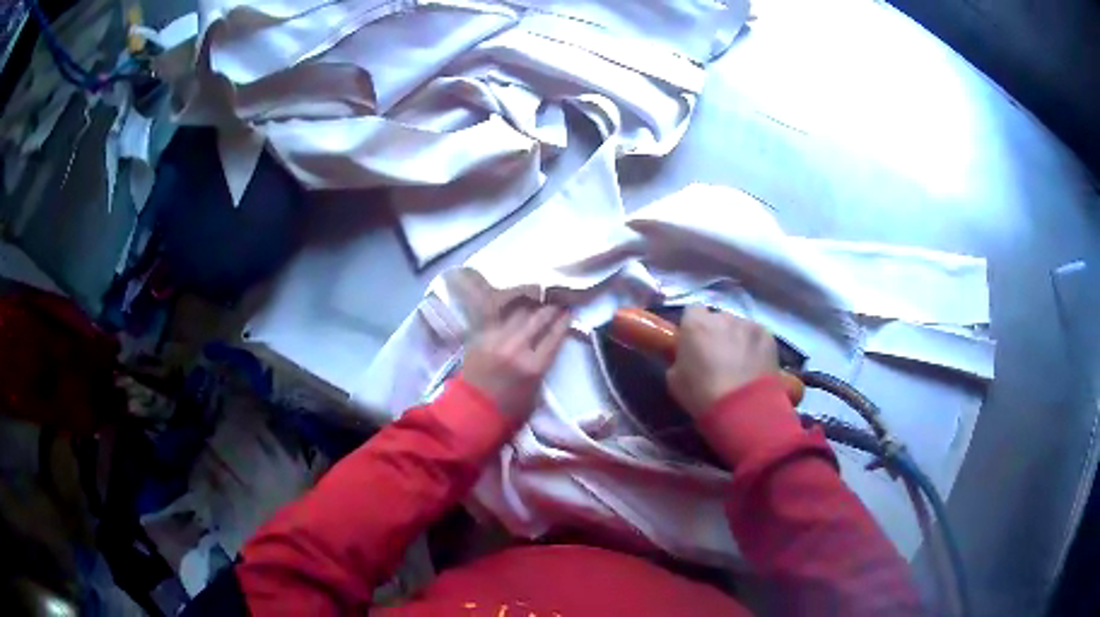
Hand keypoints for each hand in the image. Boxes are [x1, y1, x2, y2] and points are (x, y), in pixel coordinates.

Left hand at [461, 304, 571, 422]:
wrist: (472, 411)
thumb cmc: (510, 408)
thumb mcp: (537, 391)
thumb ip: (544, 365)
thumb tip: (550, 344)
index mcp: (533, 366)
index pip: (554, 335)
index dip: (565, 321)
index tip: (570, 313)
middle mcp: (515, 347)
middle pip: (537, 318)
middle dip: (550, 309)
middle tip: (556, 305)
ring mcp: (495, 339)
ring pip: (517, 312)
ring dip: (529, 307)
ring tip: (536, 304)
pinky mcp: (480, 336)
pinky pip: (498, 317)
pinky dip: (509, 313)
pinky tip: (514, 310)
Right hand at [667, 306, 777, 418]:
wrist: (742, 409)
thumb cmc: (702, 395)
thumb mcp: (674, 379)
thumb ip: (680, 357)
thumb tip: (687, 355)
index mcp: (695, 324)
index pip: (692, 311)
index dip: (693, 326)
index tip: (694, 342)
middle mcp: (722, 316)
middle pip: (717, 318)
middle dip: (716, 332)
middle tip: (716, 355)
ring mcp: (748, 324)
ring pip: (739, 326)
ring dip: (736, 338)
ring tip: (739, 362)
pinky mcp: (768, 336)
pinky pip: (756, 336)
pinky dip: (754, 346)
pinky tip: (754, 365)